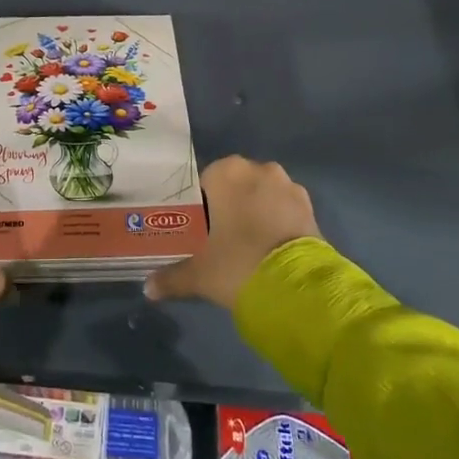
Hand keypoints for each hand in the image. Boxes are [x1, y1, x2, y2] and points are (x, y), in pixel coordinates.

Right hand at [145, 156, 320, 308]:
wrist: (297, 289)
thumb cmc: (238, 264)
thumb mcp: (199, 274)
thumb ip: (171, 277)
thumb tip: (148, 288)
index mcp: (227, 172)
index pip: (204, 180)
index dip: (199, 205)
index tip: (197, 228)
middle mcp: (258, 169)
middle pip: (235, 185)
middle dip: (228, 205)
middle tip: (219, 237)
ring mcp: (288, 186)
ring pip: (261, 194)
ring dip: (254, 211)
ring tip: (246, 243)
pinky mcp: (310, 207)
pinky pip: (283, 208)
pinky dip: (276, 221)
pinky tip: (268, 247)